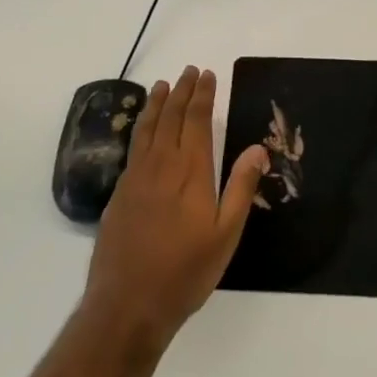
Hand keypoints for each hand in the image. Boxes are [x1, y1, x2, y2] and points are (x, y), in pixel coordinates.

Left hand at [84, 66, 268, 350]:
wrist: (127, 304)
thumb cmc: (185, 272)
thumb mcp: (226, 234)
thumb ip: (241, 187)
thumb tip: (258, 148)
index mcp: (190, 172)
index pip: (197, 122)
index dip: (203, 96)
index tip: (207, 75)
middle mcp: (161, 166)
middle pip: (171, 118)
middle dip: (182, 92)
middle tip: (189, 71)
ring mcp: (135, 179)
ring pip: (147, 129)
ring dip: (157, 104)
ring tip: (163, 85)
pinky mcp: (119, 194)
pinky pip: (133, 147)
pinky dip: (141, 127)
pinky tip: (143, 128)